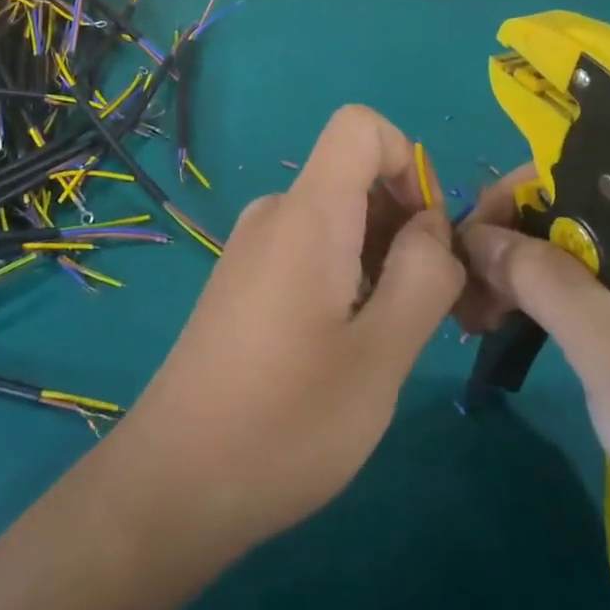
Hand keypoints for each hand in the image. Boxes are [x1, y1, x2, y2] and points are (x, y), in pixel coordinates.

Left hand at [103, 105, 462, 554]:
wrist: (174, 483)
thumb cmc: (286, 424)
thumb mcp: (381, 354)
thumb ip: (424, 275)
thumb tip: (434, 227)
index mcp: (307, 214)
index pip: (359, 125)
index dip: (408, 162)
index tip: (429, 237)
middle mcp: (274, 214)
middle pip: (355, 178)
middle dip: (408, 226)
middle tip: (435, 312)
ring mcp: (253, 248)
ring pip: (338, 220)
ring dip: (381, 261)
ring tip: (392, 343)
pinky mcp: (243, 282)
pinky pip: (310, 249)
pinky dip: (347, 278)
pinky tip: (347, 350)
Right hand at [458, 170, 609, 609]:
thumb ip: (542, 279)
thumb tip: (475, 234)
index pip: (578, 182)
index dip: (514, 199)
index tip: (467, 242)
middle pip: (568, 226)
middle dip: (508, 249)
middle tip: (463, 294)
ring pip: (570, 272)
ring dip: (517, 285)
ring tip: (472, 319)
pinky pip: (582, 314)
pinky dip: (539, 317)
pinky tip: (503, 335)